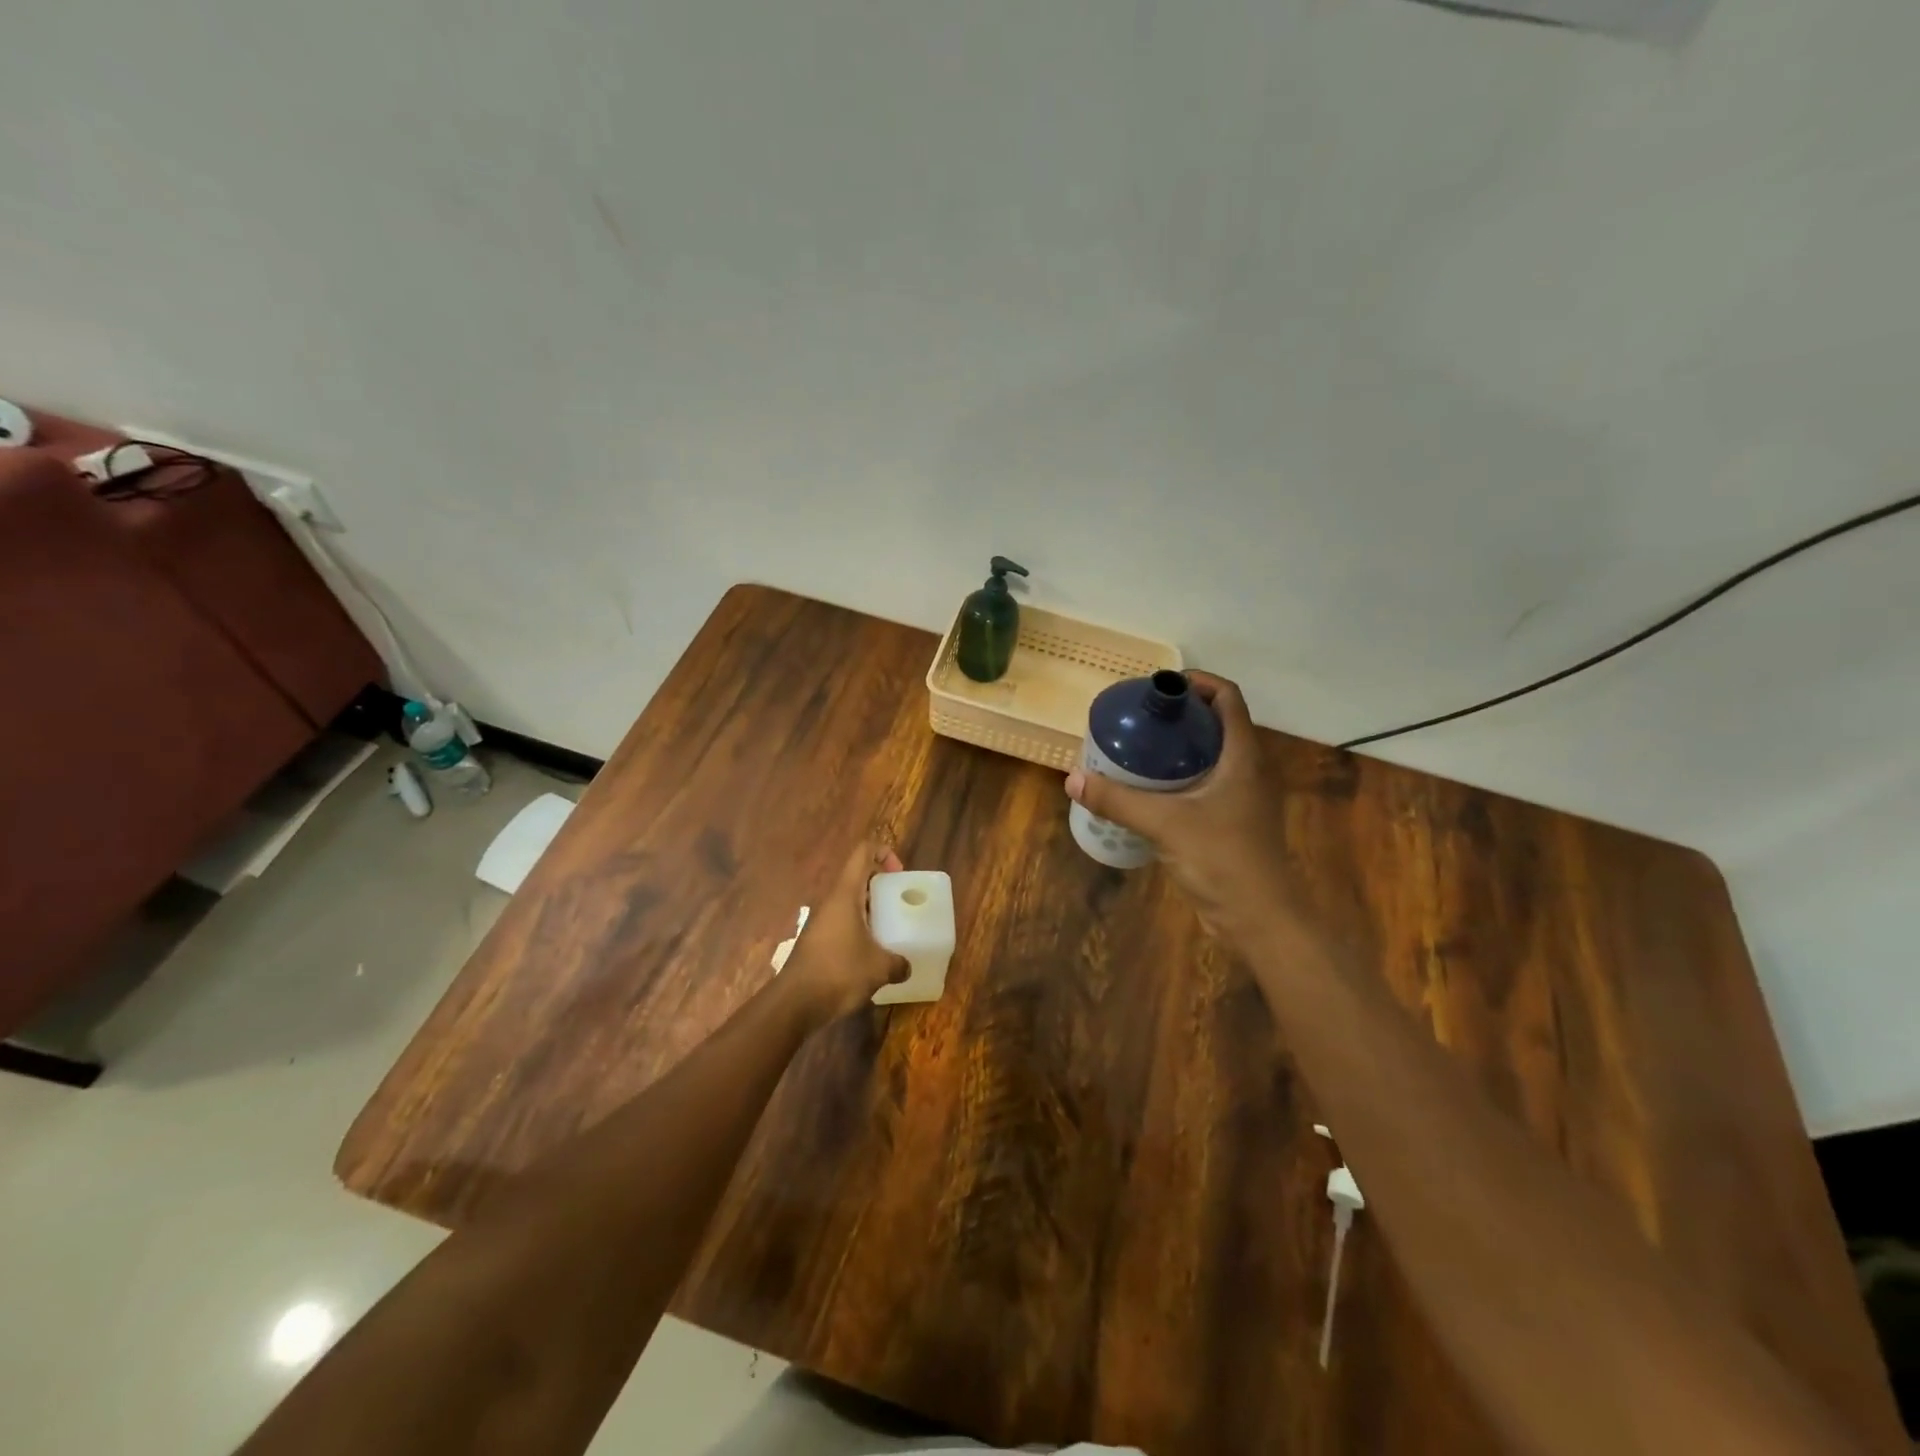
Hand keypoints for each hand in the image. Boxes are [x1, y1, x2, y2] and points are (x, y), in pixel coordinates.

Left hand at [782, 842, 909, 1021]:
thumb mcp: (879, 968)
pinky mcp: (817, 941)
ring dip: (870, 909)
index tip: (899, 873)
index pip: (863, 853)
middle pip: (857, 876)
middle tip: (900, 901)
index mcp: (845, 894)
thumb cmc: (838, 972)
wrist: (794, 1004)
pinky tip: (872, 952)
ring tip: (890, 928)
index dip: (883, 852)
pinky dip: (859, 928)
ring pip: (849, 902)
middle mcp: (831, 902)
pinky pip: (842, 923)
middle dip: (880, 884)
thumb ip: (898, 963)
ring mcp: (821, 922)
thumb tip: (906, 966)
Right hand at [1065, 671, 1287, 940]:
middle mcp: (1247, 770)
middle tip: (1138, 718)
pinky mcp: (1232, 822)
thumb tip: (1073, 778)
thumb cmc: (1222, 859)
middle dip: (1179, 716)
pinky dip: (1178, 778)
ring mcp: (1242, 798)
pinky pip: (1204, 785)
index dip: (1197, 682)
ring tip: (1136, 749)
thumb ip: (1118, 800)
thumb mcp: (1164, 824)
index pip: (1227, 698)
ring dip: (1177, 748)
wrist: (1259, 919)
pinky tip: (1147, 791)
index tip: (1158, 687)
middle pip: (1216, 724)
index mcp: (1243, 756)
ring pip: (1210, 756)